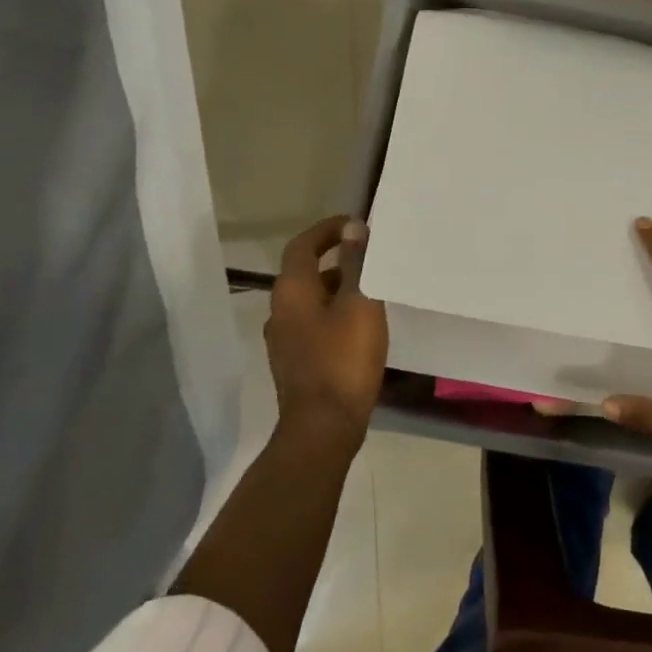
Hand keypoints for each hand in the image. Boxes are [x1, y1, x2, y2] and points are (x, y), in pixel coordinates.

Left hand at [266, 216, 387, 451]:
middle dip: (337, 261)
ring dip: (337, 289)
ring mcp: (284, 341)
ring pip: (311, 301)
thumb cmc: (344, 359)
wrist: (323, 427)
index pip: (302, 245)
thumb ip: (356, 264)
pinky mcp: (295, 363)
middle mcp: (280, 311)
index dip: (327, 230)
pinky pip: (314, 325)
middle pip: (305, 273)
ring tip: (372, 290)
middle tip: (370, 257)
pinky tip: (360, 327)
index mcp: (291, 291)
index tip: (355, 225)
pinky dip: (335, 314)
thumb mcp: (359, 305)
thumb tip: (353, 228)